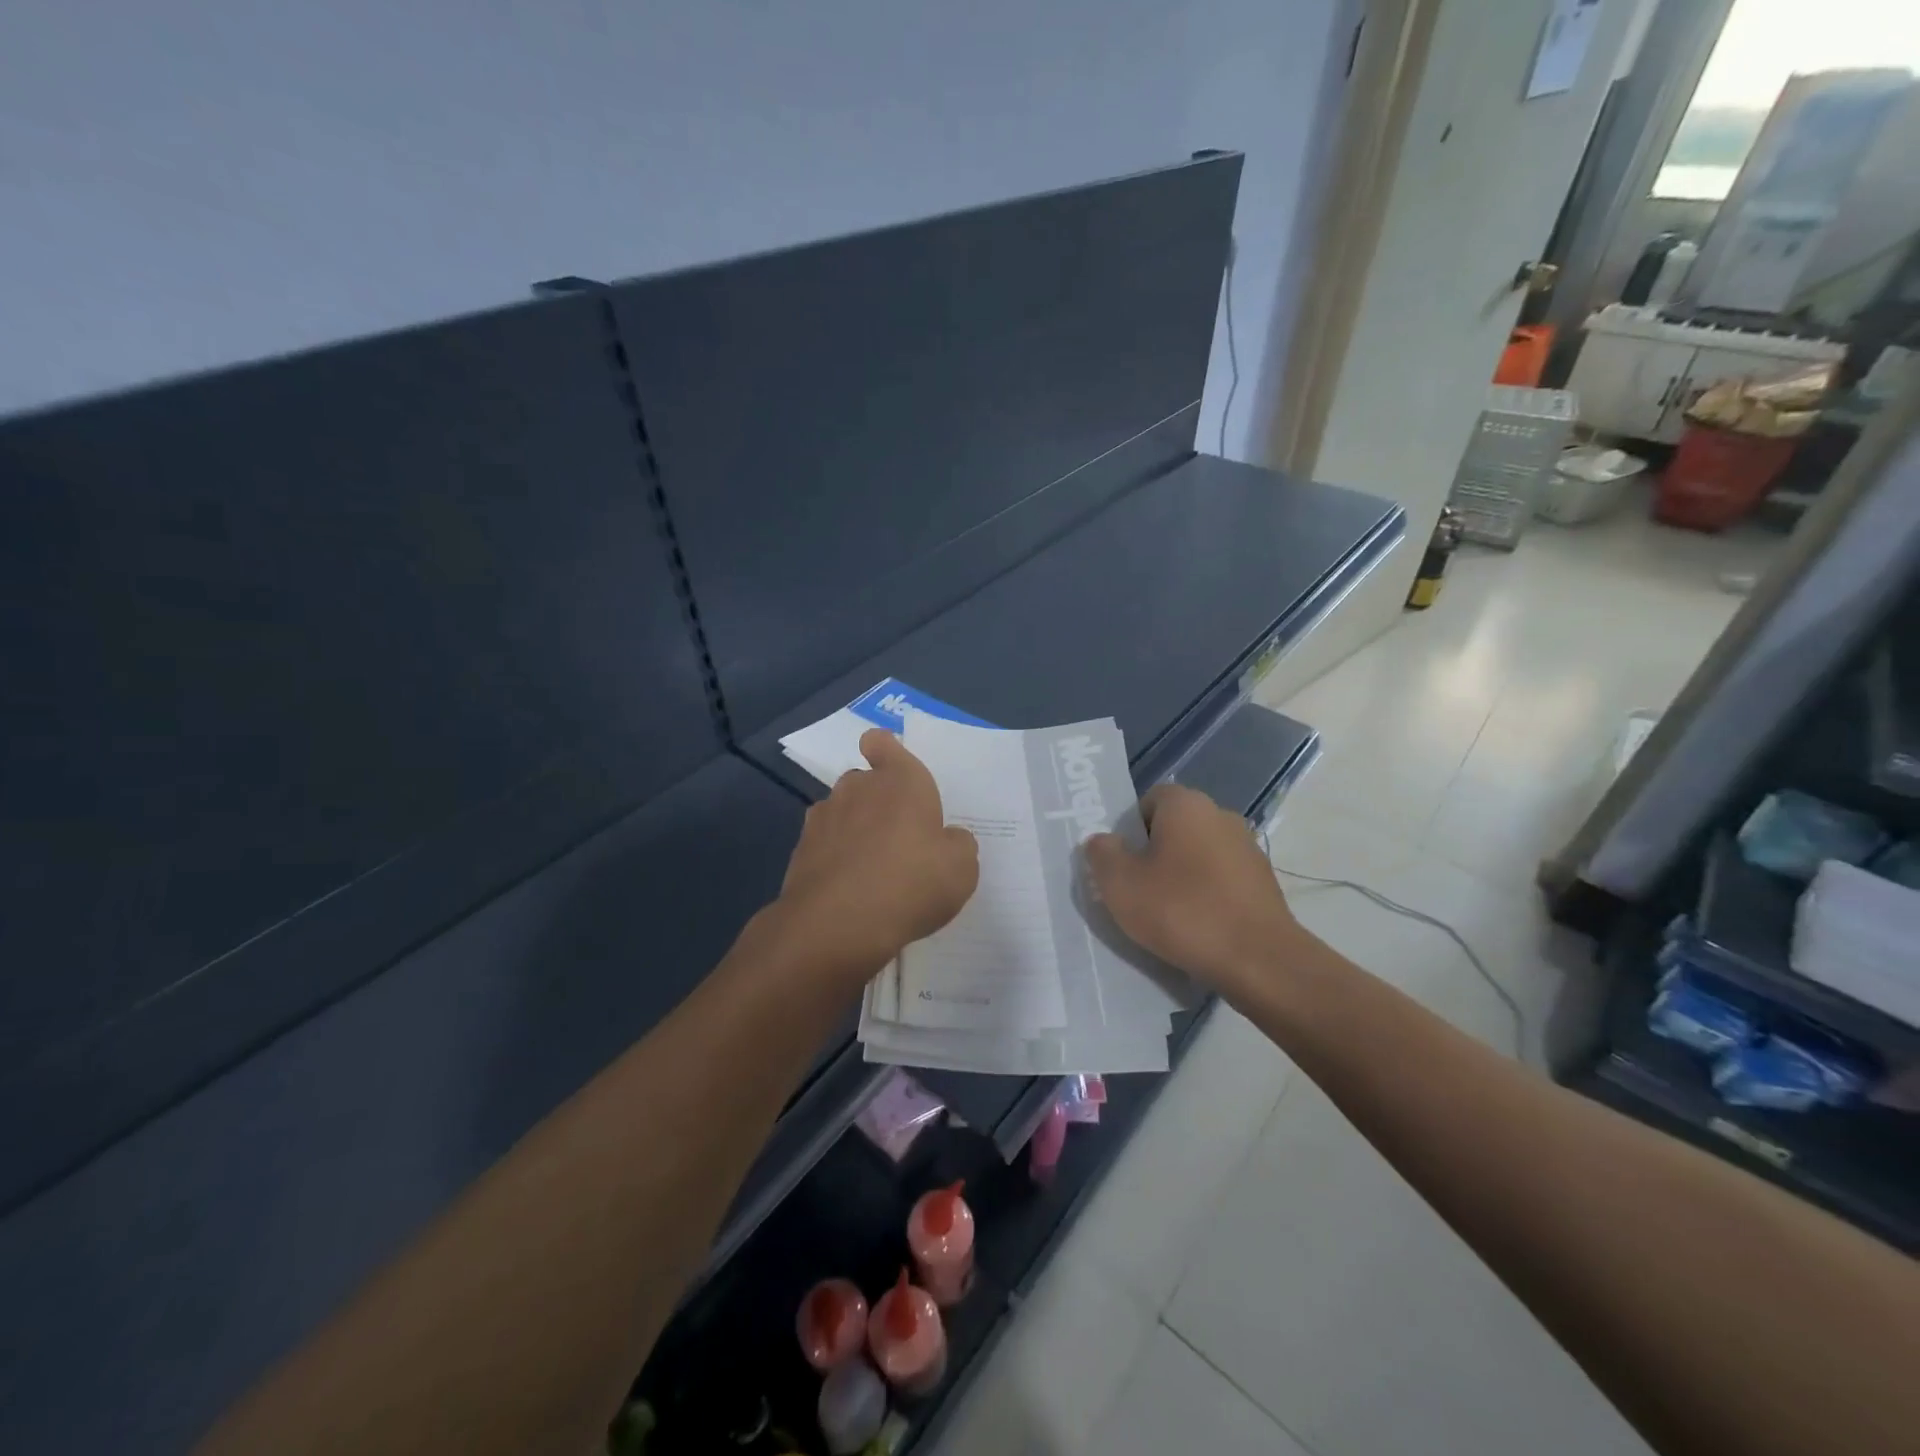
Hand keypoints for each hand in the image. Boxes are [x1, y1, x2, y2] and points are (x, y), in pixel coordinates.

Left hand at [776, 730, 979, 978]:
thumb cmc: (911, 883)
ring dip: (855, 831)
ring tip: (874, 870)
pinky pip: (825, 845)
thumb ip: (958, 845)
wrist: (837, 924)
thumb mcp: (961, 868)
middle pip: (865, 781)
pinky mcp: (801, 851)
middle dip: (878, 801)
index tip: (893, 770)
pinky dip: (836, 859)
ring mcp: (824, 818)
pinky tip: (851, 890)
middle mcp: (858, 788)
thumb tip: (948, 839)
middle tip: (899, 838)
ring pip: (843, 813)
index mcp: (901, 780)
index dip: (885, 750)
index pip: (882, 742)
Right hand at [1083, 784, 1305, 996]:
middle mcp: (1221, 815)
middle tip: (1134, 890)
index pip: (1147, 801)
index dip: (1128, 830)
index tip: (1119, 862)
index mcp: (1186, 805)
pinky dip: (1205, 897)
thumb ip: (1102, 854)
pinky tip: (1196, 928)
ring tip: (1164, 915)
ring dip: (1179, 877)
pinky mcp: (1263, 883)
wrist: (1259, 960)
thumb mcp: (1120, 884)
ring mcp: (1247, 849)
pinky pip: (1220, 881)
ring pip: (1198, 856)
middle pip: (1173, 828)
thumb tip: (1103, 841)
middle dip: (1152, 854)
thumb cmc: (1181, 911)